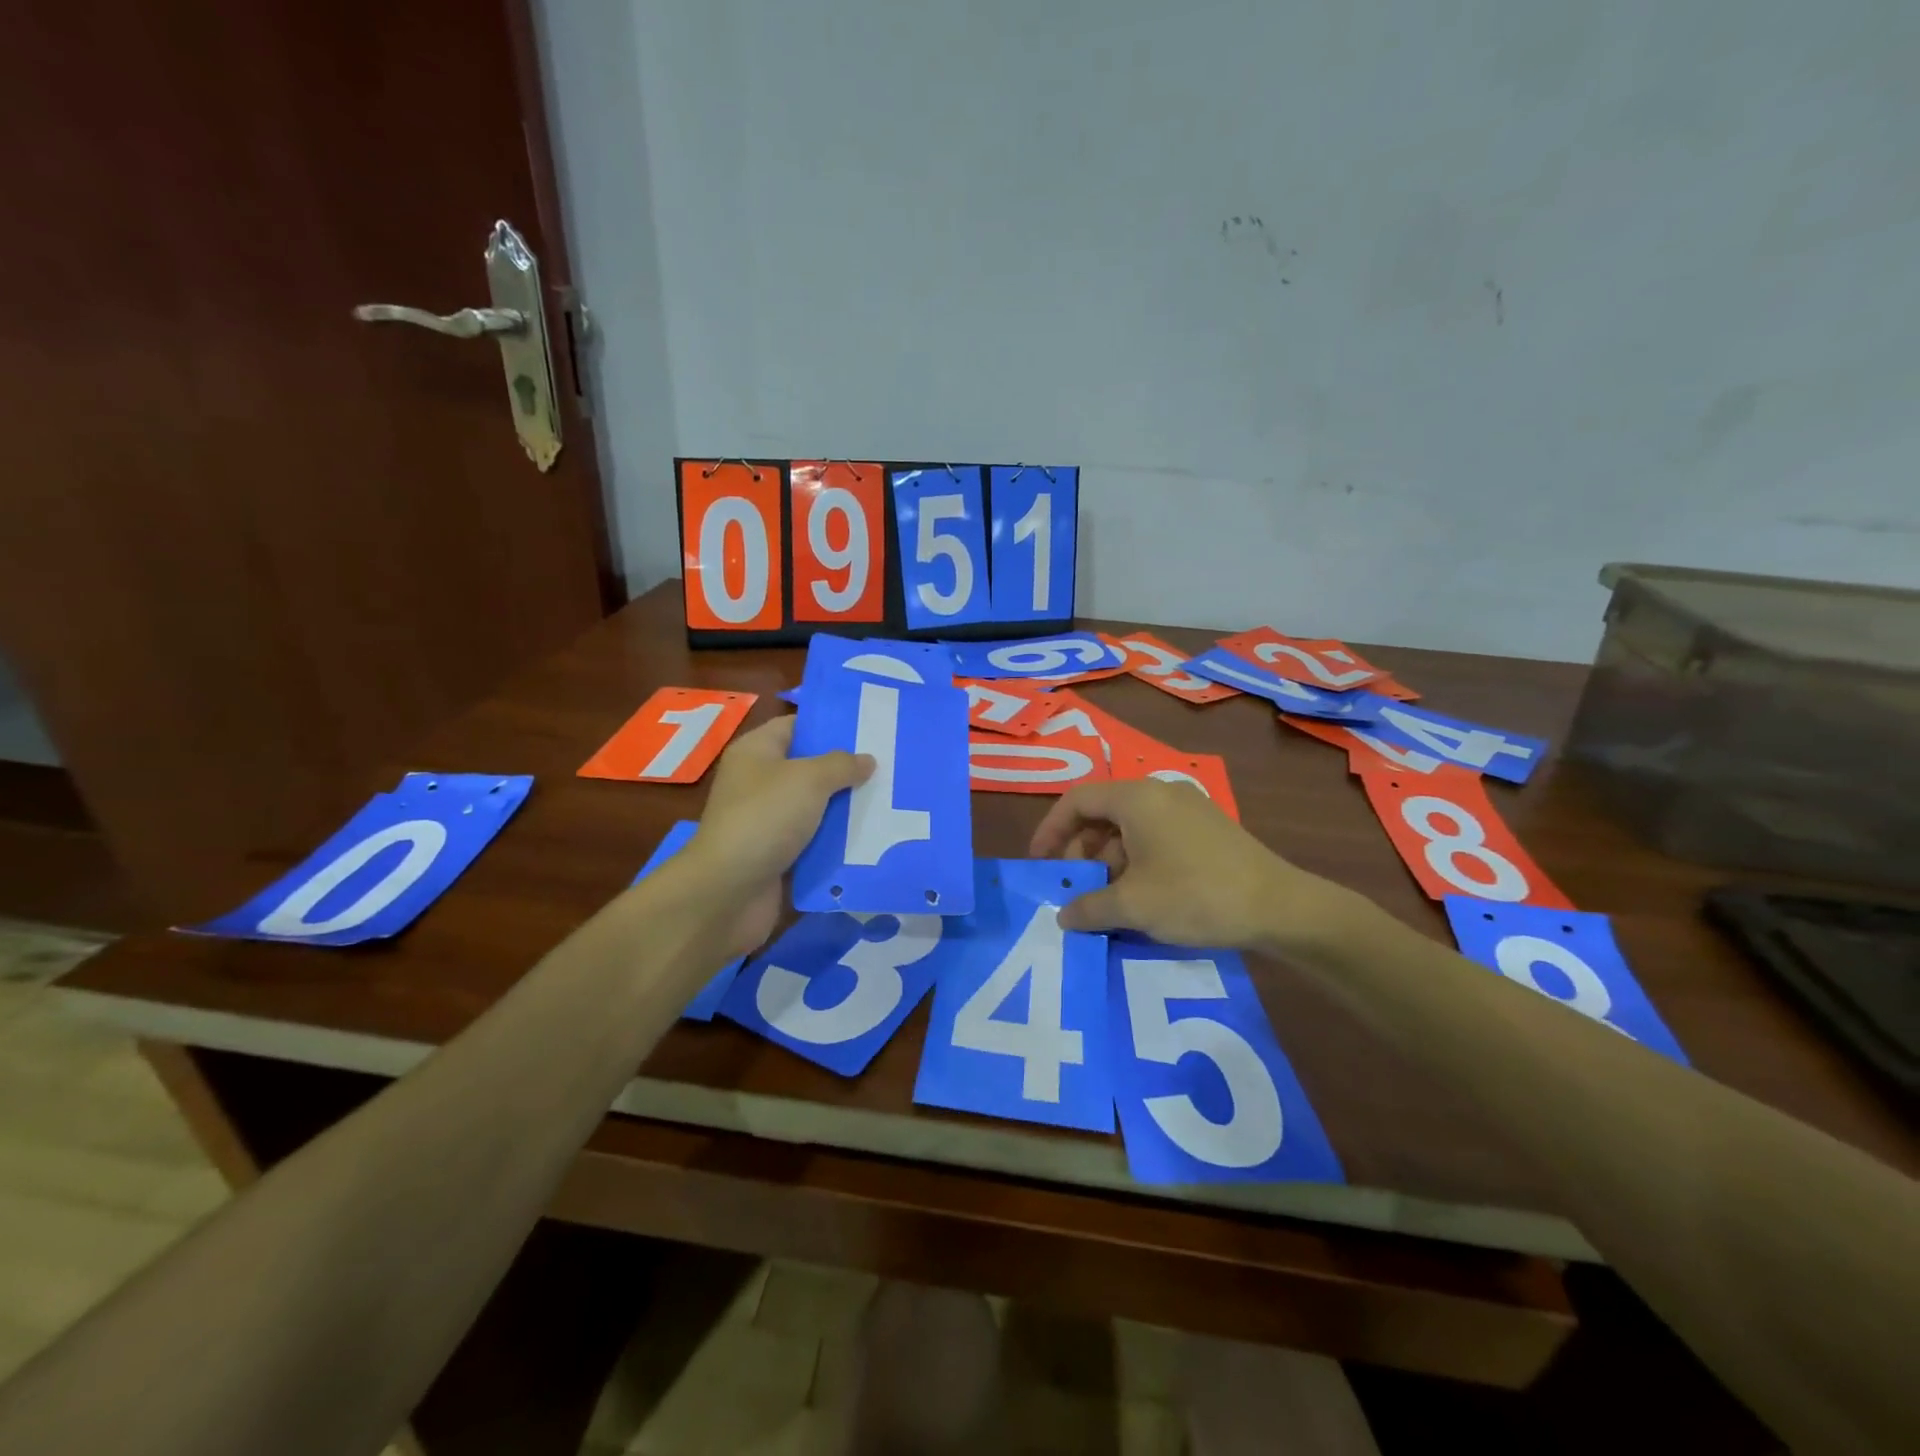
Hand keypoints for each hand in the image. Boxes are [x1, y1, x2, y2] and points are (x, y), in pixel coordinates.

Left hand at [684, 716, 871, 958]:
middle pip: (811, 768)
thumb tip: (866, 760)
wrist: (728, 892)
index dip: (831, 725)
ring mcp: (769, 821)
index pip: (797, 726)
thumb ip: (842, 765)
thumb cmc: (765, 819)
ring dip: (848, 809)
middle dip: (848, 770)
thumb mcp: (809, 779)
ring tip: (892, 801)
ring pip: (818, 808)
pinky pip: (816, 842)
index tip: (871, 728)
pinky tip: (876, 838)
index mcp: (757, 752)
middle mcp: (760, 782)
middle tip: (891, 765)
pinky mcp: (779, 855)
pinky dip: (839, 842)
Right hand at [1029, 778, 1342, 951]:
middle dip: (1081, 850)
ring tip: (1109, 900)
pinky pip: (1155, 835)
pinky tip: (1143, 896)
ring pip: (1130, 826)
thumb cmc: (1196, 896)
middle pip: (1102, 812)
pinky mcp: (1207, 828)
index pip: (1076, 800)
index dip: (1050, 831)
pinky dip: (1137, 860)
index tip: (1040, 864)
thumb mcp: (1133, 906)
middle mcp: (1160, 792)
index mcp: (1136, 798)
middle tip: (1076, 888)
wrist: (1280, 907)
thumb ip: (1088, 907)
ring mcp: (1187, 808)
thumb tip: (1063, 916)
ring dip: (1109, 860)